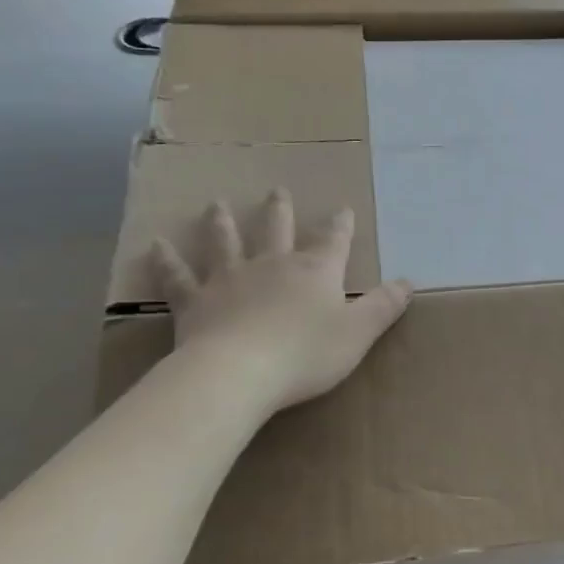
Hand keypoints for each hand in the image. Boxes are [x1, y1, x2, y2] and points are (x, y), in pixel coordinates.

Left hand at [151, 190, 412, 413]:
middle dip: (280, 210)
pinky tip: (156, 245)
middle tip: (276, 191)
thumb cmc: (306, 354)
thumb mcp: (358, 333)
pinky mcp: (195, 302)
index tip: (342, 208)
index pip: (333, 241)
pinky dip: (167, 261)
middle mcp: (272, 265)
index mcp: (314, 271)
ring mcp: (230, 280)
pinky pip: (178, 277)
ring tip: (216, 204)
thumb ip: (383, 307)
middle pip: (276, 229)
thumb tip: (408, 282)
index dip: (340, 225)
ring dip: (222, 223)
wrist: (239, 372)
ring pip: (225, 243)